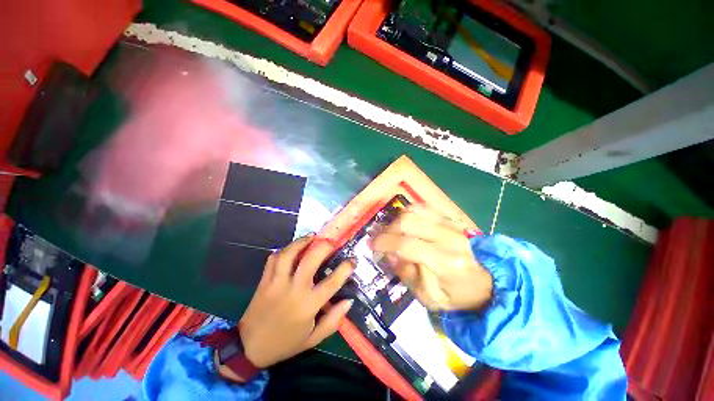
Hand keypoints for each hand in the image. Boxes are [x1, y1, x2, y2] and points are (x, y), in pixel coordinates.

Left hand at [237, 236, 353, 368]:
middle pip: (310, 260)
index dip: (345, 268)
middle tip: (331, 242)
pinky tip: (292, 248)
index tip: (353, 260)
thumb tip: (349, 301)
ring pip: (289, 254)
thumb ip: (333, 320)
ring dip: (301, 242)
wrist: (249, 348)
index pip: (332, 283)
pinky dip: (283, 250)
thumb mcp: (313, 339)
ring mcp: (277, 283)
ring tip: (312, 236)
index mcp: (308, 306)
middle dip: (323, 246)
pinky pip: (273, 259)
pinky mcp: (264, 280)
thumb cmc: (285, 343)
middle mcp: (293, 290)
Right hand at [371, 206, 492, 310]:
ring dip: (398, 218)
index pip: (407, 244)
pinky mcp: (453, 220)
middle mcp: (449, 238)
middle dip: (388, 228)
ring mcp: (452, 225)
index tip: (372, 245)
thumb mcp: (429, 297)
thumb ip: (406, 274)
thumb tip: (389, 255)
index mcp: (445, 263)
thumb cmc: (458, 296)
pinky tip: (404, 222)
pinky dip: (410, 212)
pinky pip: (425, 208)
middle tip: (380, 238)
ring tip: (391, 230)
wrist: (490, 283)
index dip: (384, 242)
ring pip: (416, 210)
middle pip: (409, 221)